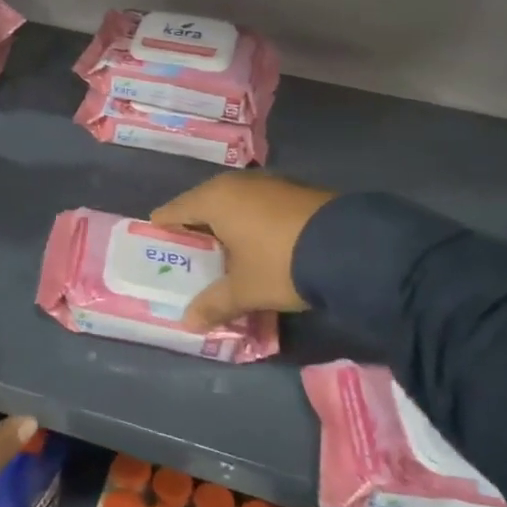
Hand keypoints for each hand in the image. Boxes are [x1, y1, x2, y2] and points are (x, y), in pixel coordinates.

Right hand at [151, 172, 335, 329]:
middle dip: (196, 229)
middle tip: (188, 253)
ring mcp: (270, 184)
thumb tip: (188, 322)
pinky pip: (259, 206)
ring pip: (235, 204)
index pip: (175, 209)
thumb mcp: (245, 290)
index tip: (155, 242)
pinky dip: (252, 223)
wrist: (352, 247)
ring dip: (227, 226)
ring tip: (223, 252)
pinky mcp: (296, 192)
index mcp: (215, 199)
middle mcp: (238, 184)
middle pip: (204, 205)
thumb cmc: (281, 263)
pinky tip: (258, 245)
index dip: (163, 227)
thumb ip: (214, 304)